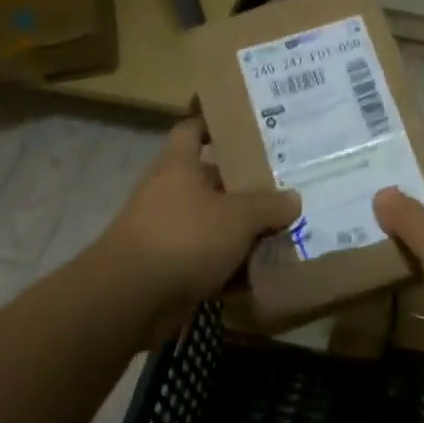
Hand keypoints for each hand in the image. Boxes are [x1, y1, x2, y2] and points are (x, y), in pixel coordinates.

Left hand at [98, 119, 300, 327]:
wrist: (130, 300)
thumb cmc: (184, 237)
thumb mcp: (238, 216)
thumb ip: (269, 205)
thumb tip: (294, 199)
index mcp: (179, 166)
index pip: (193, 129)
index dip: (215, 122)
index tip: (245, 122)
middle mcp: (171, 193)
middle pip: (213, 180)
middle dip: (247, 184)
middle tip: (286, 182)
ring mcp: (169, 233)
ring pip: (215, 223)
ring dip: (244, 230)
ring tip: (286, 228)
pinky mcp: (172, 269)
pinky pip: (211, 260)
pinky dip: (234, 266)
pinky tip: (266, 271)